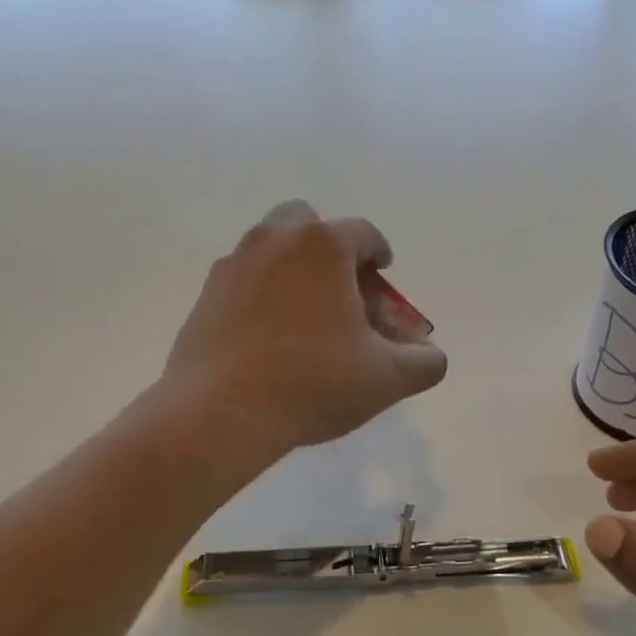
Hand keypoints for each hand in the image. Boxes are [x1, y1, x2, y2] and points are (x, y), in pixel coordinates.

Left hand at [165, 202, 447, 453]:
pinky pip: (244, 282)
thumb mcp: (386, 378)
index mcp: (323, 245)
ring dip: (293, 270)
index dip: (380, 254)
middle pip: (308, 224)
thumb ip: (423, 362)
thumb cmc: (312, 382)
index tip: (384, 276)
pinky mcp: (205, 297)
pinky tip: (269, 339)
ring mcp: (233, 266)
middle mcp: (274, 240)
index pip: (364, 233)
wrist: (219, 412)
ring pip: (271, 250)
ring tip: (306, 318)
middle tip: (342, 291)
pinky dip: (262, 295)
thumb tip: (430, 355)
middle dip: (330, 250)